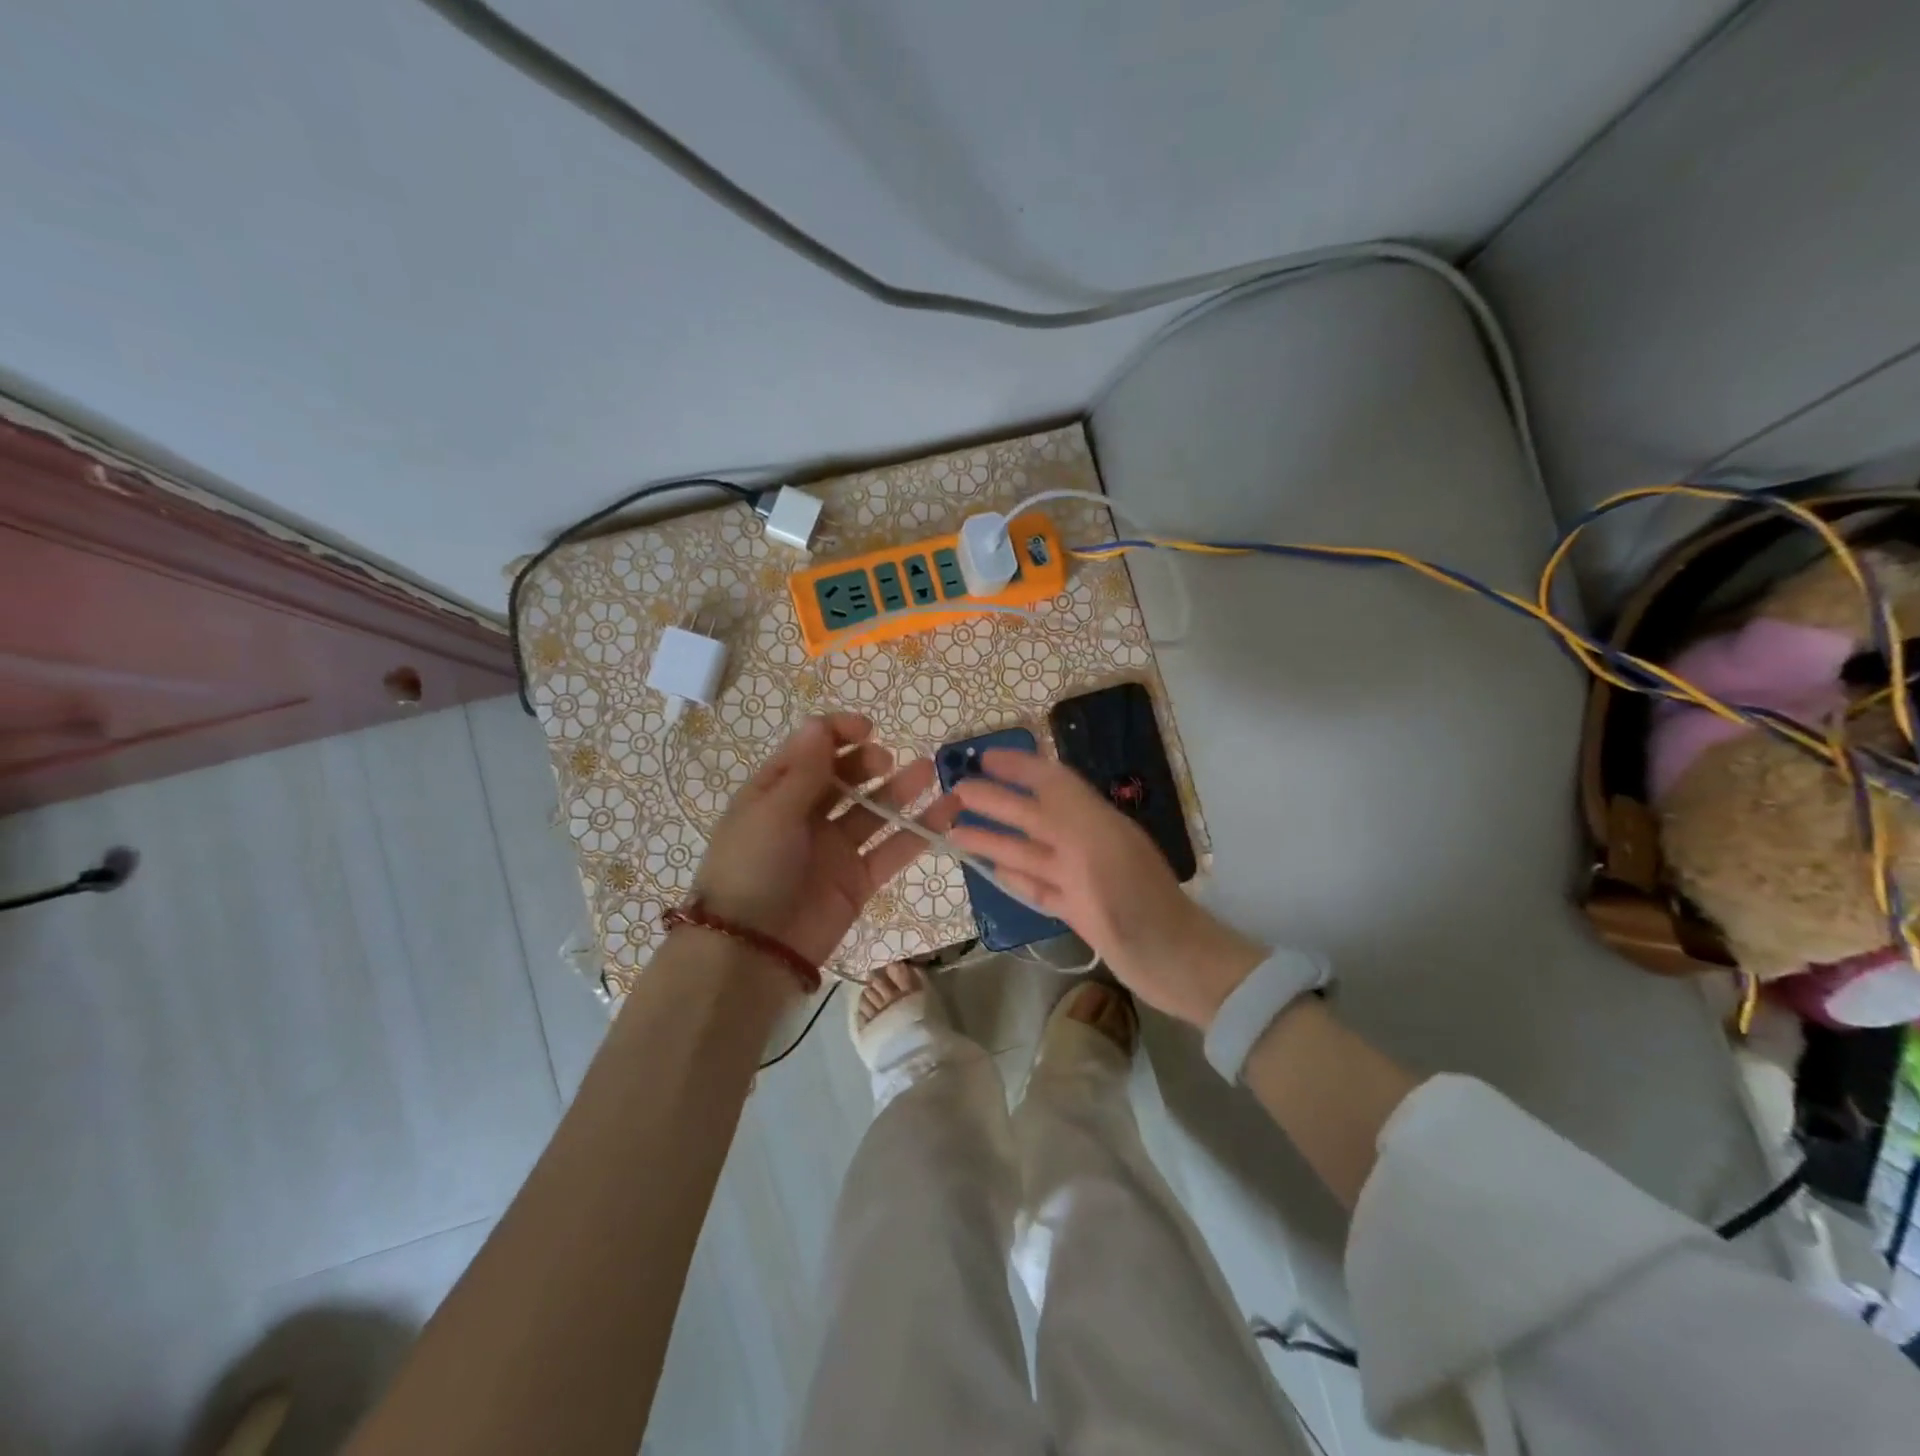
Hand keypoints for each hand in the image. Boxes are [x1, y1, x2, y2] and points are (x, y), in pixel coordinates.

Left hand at [692, 713, 957, 970]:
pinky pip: (893, 849)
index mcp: (776, 793)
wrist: (753, 950)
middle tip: (884, 761)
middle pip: (844, 778)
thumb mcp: (772, 811)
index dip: (837, 733)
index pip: (811, 751)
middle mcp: (806, 816)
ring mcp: (835, 848)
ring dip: (900, 790)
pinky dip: (920, 831)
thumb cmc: (752, 868)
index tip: (868, 727)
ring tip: (927, 771)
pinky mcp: (859, 880)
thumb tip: (820, 722)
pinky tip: (948, 810)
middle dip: (867, 762)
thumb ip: (805, 770)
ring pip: (874, 811)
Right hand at [948, 750, 1264, 1027]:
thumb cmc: (1135, 901)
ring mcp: (1081, 877)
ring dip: (994, 840)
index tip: (982, 757)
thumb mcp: (1100, 844)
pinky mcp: (1078, 909)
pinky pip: (1039, 886)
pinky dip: (1015, 876)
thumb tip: (1034, 772)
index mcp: (1093, 821)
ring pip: (1029, 851)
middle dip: (995, 802)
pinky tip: (992, 871)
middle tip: (954, 793)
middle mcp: (1085, 843)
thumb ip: (1066, 808)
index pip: (1050, 782)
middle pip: (1032, 816)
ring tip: (955, 834)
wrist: (1173, 962)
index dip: (1018, 767)